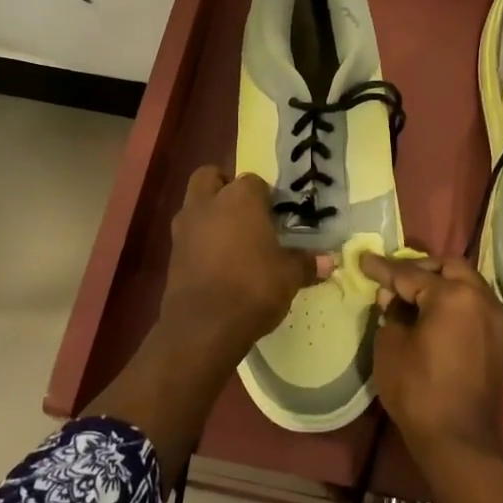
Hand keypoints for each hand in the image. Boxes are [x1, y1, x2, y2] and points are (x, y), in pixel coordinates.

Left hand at [161, 167, 331, 354]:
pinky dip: (199, 241)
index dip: (265, 196)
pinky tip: (217, 263)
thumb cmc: (253, 286)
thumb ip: (306, 263)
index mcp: (240, 198)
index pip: (254, 181)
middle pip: (209, 177)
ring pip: (194, 205)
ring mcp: (184, 228)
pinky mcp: (172, 254)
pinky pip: (187, 235)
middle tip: (244, 211)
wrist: (204, 324)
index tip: (276, 215)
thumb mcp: (289, 276)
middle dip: (223, 187)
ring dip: (208, 214)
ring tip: (231, 239)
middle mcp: (208, 204)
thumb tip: (329, 262)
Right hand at [358, 253, 502, 466]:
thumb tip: (394, 299)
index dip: (383, 268)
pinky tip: (434, 314)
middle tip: (393, 278)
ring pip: (468, 284)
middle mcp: (483, 299)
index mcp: (454, 296)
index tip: (363, 259)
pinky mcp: (502, 339)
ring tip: (412, 295)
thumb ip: (391, 313)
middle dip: (420, 268)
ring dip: (441, 283)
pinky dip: (456, 301)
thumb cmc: (418, 392)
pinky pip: (477, 305)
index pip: (411, 274)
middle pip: (449, 267)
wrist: (459, 442)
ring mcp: (498, 319)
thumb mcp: (390, 346)